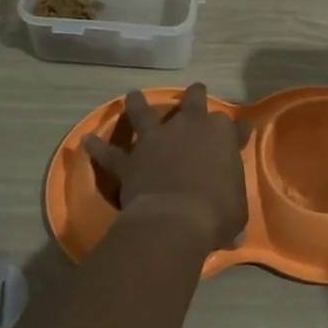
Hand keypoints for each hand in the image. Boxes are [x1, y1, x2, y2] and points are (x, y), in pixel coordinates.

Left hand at [82, 84, 249, 250]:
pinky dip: (97, 148)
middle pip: (194, 101)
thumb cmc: (216, 213)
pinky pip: (110, 152)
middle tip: (196, 90)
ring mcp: (156, 139)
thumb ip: (232, 209)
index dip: (238, 131)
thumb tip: (235, 237)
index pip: (235, 127)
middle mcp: (189, 127)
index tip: (240, 133)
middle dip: (196, 95)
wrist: (175, 218)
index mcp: (222, 136)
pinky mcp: (131, 158)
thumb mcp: (236, 212)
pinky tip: (86, 141)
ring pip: (145, 113)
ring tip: (132, 95)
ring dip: (138, 104)